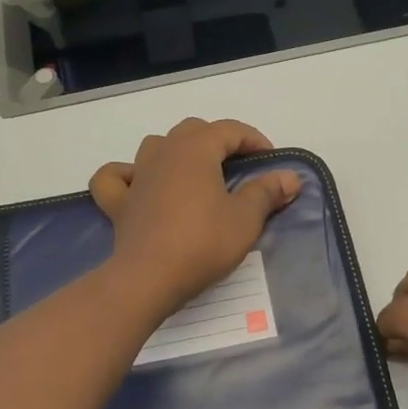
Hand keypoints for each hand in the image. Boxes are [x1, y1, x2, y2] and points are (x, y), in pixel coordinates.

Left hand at [89, 119, 301, 315]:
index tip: (271, 161)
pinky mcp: (119, 202)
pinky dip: (127, 175)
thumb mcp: (245, 219)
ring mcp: (137, 175)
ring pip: (157, 145)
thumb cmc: (202, 243)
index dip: (254, 140)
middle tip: (238, 167)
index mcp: (196, 149)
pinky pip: (116, 177)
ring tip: (196, 173)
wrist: (148, 279)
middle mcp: (164, 152)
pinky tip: (139, 185)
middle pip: (193, 130)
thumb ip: (267, 192)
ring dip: (178, 151)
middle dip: (218, 141)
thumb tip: (291, 177)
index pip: (229, 129)